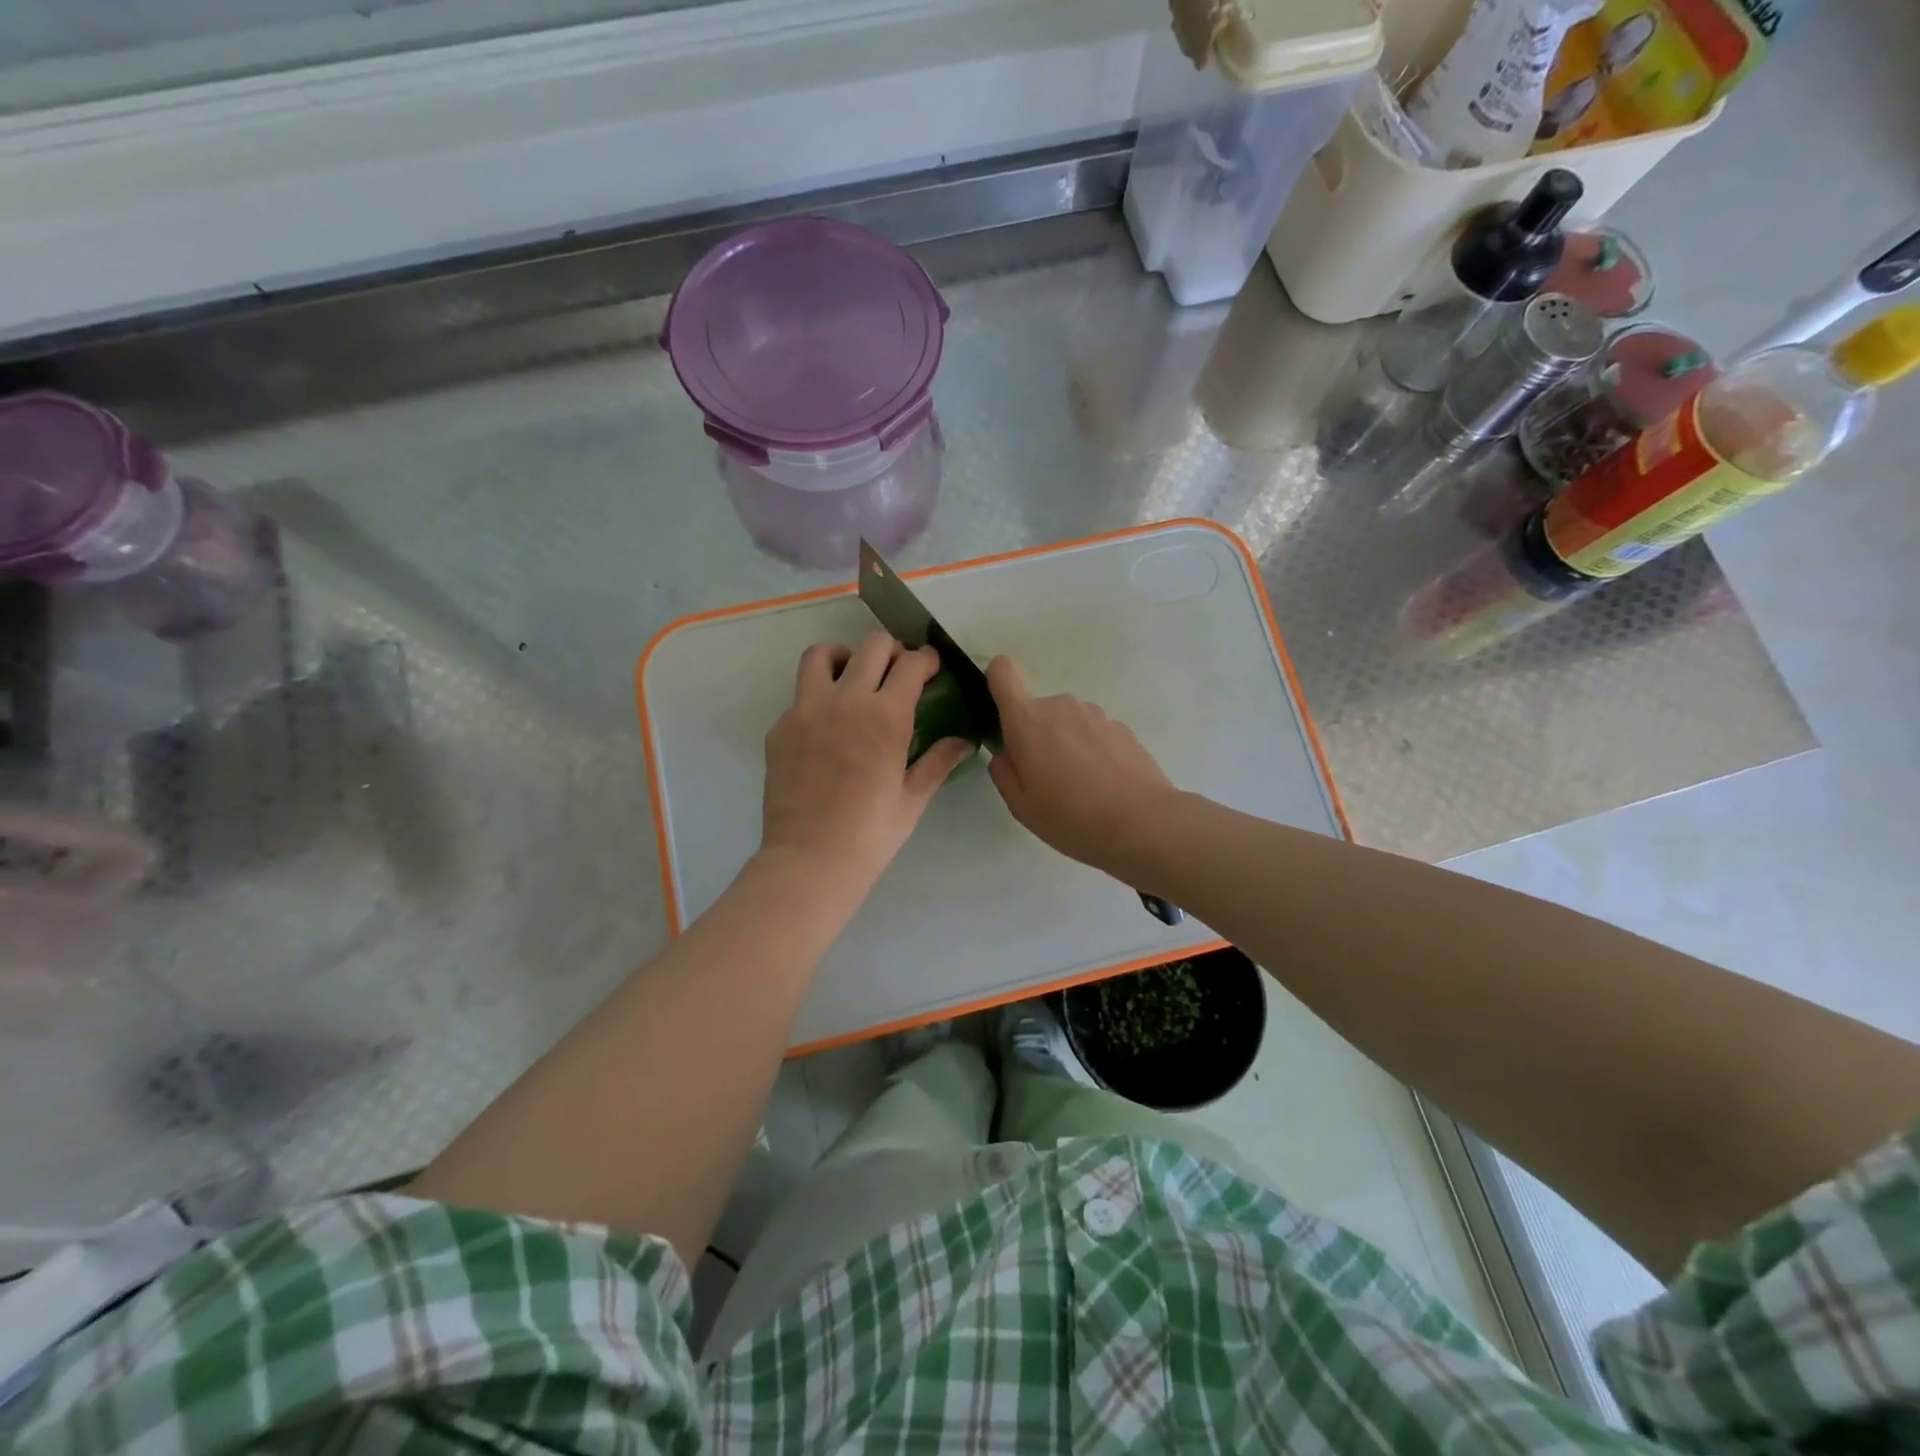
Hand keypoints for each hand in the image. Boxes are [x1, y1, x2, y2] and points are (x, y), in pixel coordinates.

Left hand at [760, 634, 974, 890]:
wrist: (810, 860)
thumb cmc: (871, 833)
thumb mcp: (913, 798)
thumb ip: (939, 761)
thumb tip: (966, 741)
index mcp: (887, 716)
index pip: (911, 664)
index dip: (926, 659)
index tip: (930, 667)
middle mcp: (846, 700)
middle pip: (871, 646)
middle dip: (892, 650)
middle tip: (897, 672)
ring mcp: (806, 710)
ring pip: (821, 655)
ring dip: (844, 657)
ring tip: (853, 679)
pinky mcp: (780, 728)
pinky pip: (800, 695)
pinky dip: (818, 697)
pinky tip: (827, 727)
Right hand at [985, 656, 1180, 876]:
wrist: (1142, 824)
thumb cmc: (1071, 818)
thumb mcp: (1021, 806)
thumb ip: (1003, 771)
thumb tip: (1007, 753)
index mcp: (1028, 720)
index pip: (1002, 672)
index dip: (996, 683)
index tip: (1000, 713)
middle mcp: (1061, 706)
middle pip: (1037, 710)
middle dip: (1036, 736)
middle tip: (1048, 780)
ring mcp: (1096, 713)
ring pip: (1067, 722)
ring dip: (1066, 744)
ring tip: (1081, 787)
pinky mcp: (1122, 727)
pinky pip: (1094, 732)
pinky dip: (1093, 751)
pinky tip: (1105, 785)